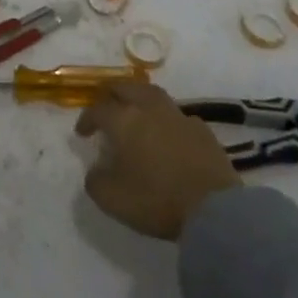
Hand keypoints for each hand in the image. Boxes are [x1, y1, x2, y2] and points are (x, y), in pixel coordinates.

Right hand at [75, 81, 238, 240]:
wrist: (215, 210)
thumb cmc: (157, 200)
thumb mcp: (112, 199)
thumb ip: (96, 181)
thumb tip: (96, 170)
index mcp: (124, 120)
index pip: (98, 109)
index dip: (86, 119)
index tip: (82, 133)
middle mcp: (149, 109)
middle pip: (126, 88)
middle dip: (111, 95)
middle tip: (106, 106)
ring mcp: (179, 116)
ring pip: (153, 95)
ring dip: (140, 101)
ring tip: (137, 115)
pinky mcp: (203, 130)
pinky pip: (177, 116)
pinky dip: (166, 121)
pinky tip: (168, 135)